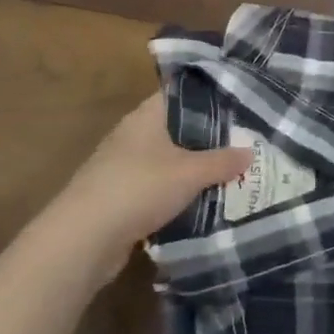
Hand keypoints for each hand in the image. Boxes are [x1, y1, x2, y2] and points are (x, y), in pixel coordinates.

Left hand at [39, 92, 250, 272]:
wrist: (83, 240)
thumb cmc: (139, 188)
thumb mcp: (190, 172)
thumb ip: (222, 161)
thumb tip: (249, 152)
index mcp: (146, 117)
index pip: (181, 94)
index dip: (210, 96)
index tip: (240, 104)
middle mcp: (133, 136)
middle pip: (178, 129)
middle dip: (209, 137)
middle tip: (245, 141)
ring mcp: (124, 168)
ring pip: (169, 161)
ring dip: (194, 169)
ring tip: (232, 172)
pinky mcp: (121, 198)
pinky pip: (159, 188)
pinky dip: (179, 194)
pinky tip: (204, 201)